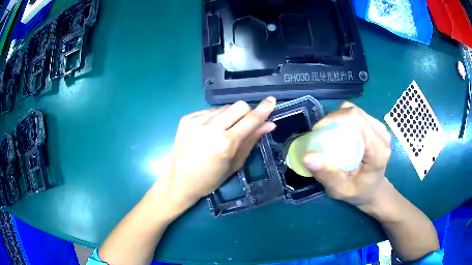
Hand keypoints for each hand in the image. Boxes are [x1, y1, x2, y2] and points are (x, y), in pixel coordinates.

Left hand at [155, 97, 276, 213]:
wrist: (179, 181)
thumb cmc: (210, 179)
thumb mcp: (235, 164)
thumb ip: (252, 140)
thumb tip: (269, 124)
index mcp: (225, 144)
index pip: (250, 119)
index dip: (264, 109)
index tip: (271, 101)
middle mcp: (210, 128)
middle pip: (239, 106)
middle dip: (246, 113)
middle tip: (243, 125)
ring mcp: (196, 121)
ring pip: (224, 107)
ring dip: (230, 116)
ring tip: (223, 131)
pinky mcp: (186, 118)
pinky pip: (209, 111)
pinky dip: (215, 118)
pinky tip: (209, 131)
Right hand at [303, 102, 391, 208]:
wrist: (373, 190)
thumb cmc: (358, 192)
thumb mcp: (340, 190)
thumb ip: (326, 174)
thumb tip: (307, 156)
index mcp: (378, 151)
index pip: (357, 121)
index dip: (335, 119)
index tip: (318, 131)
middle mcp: (382, 135)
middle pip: (355, 114)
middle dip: (334, 119)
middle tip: (320, 134)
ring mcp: (381, 129)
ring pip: (356, 111)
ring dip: (339, 118)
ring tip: (329, 133)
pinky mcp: (377, 126)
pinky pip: (358, 115)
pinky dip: (345, 119)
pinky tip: (340, 132)